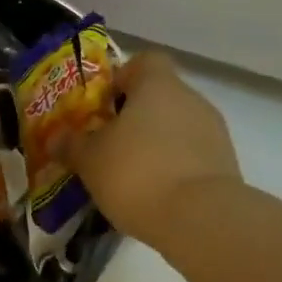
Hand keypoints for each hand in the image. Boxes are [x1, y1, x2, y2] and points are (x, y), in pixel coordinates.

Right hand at [69, 51, 241, 250]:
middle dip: (135, 118)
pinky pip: (192, 157)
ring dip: (156, 145)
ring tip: (130, 177)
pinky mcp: (226, 166)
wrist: (201, 220)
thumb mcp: (90, 160)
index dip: (123, 77)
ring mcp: (214, 133)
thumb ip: (71, 145)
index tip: (104, 105)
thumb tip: (55, 138)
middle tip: (109, 145)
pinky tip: (155, 195)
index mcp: (158, 85)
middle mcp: (191, 99)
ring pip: (177, 128)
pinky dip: (175, 169)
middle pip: (160, 97)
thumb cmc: (137, 172)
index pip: (145, 61)